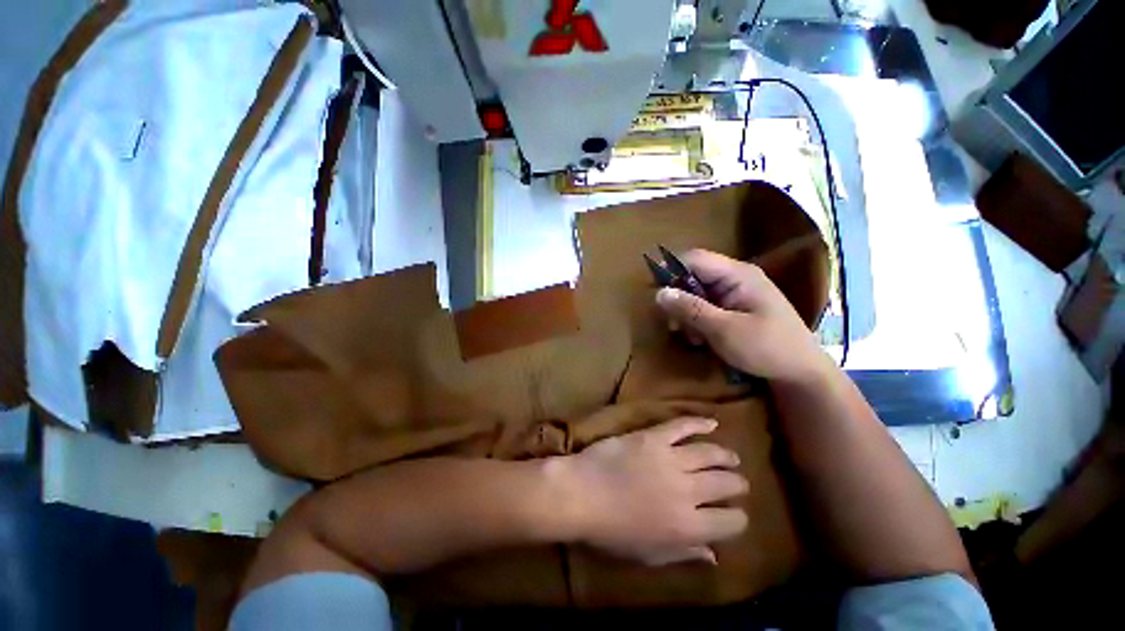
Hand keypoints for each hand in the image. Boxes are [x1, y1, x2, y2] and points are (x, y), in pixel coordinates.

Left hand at [552, 417, 747, 565]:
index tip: (732, 515)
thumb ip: (684, 554)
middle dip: (736, 485)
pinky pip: (681, 427)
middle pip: (725, 484)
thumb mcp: (649, 555)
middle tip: (736, 483)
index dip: (737, 519)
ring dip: (725, 456)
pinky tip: (712, 423)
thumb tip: (714, 557)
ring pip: (709, 454)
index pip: (731, 523)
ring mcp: (670, 460)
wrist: (581, 494)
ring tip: (731, 457)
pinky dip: (699, 423)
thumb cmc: (611, 532)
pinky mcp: (653, 437)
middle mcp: (687, 492)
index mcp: (688, 527)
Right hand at [655, 249, 829, 385]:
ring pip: (696, 294)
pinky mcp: (733, 309)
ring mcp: (734, 294)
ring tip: (691, 337)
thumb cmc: (767, 348)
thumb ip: (690, 309)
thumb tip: (659, 293)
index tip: (654, 290)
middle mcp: (734, 278)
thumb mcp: (724, 330)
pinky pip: (705, 307)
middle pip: (693, 277)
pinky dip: (697, 322)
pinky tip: (701, 339)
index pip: (695, 259)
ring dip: (687, 314)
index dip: (671, 269)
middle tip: (674, 325)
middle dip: (679, 300)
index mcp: (738, 274)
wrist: (800, 373)